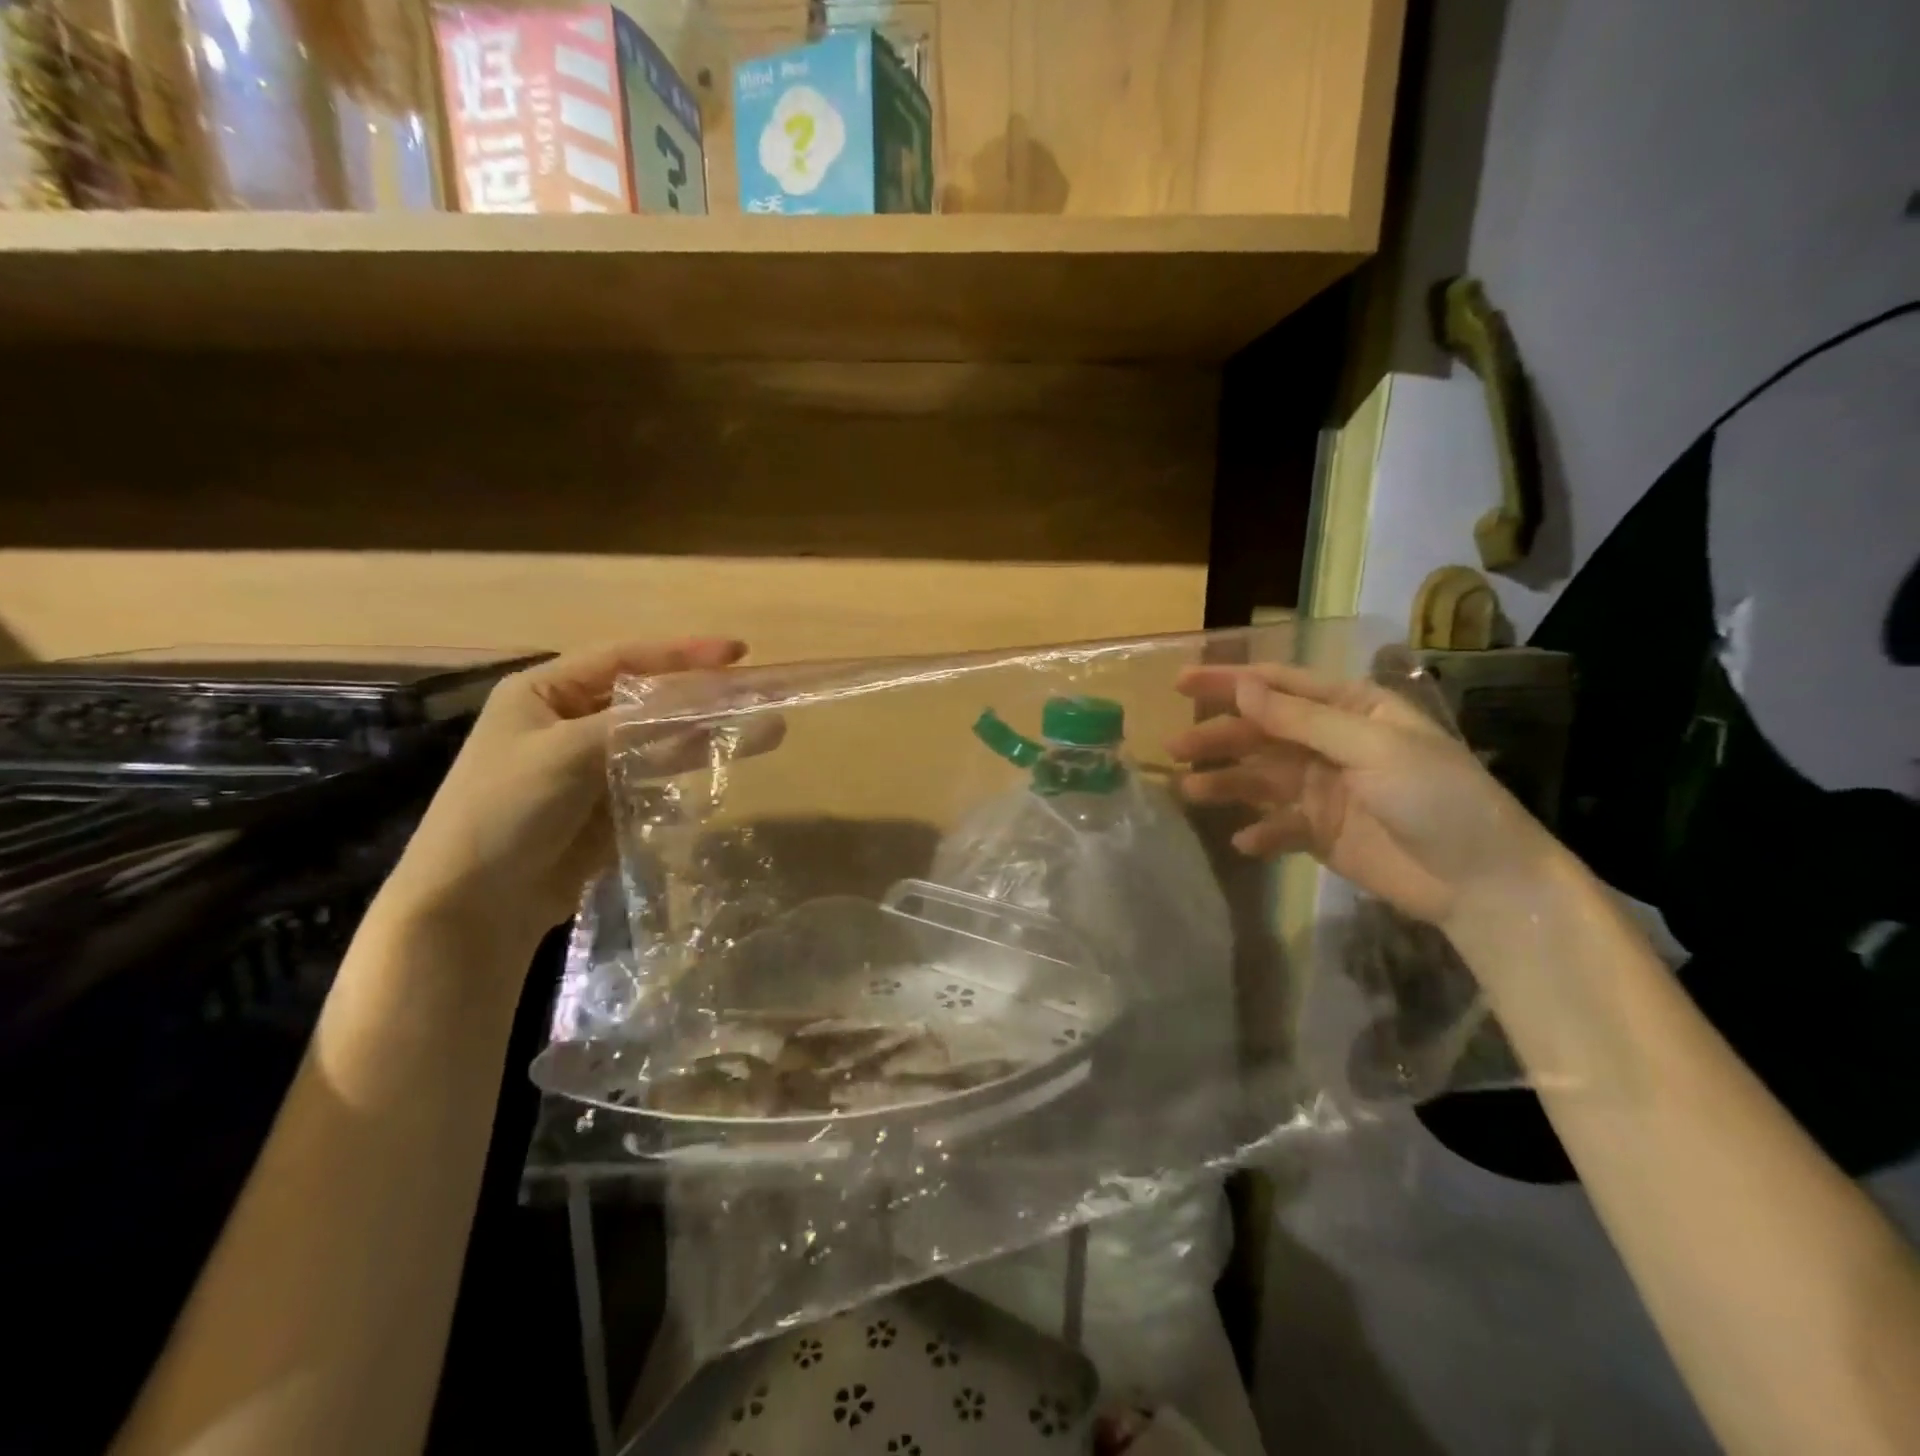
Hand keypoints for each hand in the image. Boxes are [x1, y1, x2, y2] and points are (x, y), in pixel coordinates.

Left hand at [382, 638, 748, 953]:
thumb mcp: (568, 753)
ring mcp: (593, 764)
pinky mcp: (610, 803)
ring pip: (662, 739)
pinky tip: (728, 762)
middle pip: (650, 699)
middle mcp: (571, 721)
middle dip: (705, 695)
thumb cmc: (506, 809)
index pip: (625, 659)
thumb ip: (641, 724)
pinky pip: (658, 776)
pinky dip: (690, 768)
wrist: (475, 903)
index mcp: (546, 692)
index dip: (684, 653)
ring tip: (766, 730)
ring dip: (709, 734)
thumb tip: (708, 701)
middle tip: (760, 691)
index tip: (738, 652)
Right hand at [1167, 660, 1558, 927]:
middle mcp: (1331, 743)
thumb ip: (1301, 719)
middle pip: (1261, 732)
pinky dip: (1260, 832)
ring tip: (1189, 792)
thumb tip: (1242, 687)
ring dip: (1226, 783)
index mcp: (1351, 709)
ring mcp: (1325, 790)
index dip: (1230, 681)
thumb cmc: (1436, 798)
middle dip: (1218, 736)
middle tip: (1174, 746)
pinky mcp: (1322, 833)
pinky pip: (1279, 826)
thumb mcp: (1371, 748)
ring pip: (1261, 778)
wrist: (1482, 884)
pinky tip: (1243, 841)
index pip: (1280, 685)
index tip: (1181, 683)